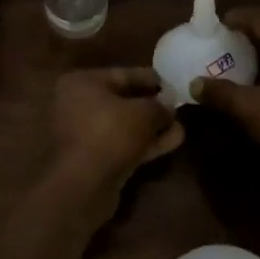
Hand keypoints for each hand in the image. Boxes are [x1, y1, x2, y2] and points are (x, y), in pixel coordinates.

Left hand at [47, 68, 183, 207]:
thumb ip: (160, 105)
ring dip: (153, 126)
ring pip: (125, 125)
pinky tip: (173, 141)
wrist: (85, 184)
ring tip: (181, 126)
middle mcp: (78, 104)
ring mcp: (85, 133)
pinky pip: (123, 143)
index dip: (150, 79)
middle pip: (123, 101)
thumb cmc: (110, 133)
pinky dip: (146, 142)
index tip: (173, 83)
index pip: (122, 74)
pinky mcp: (94, 158)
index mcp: (82, 83)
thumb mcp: (143, 112)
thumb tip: (170, 106)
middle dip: (153, 106)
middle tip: (178, 106)